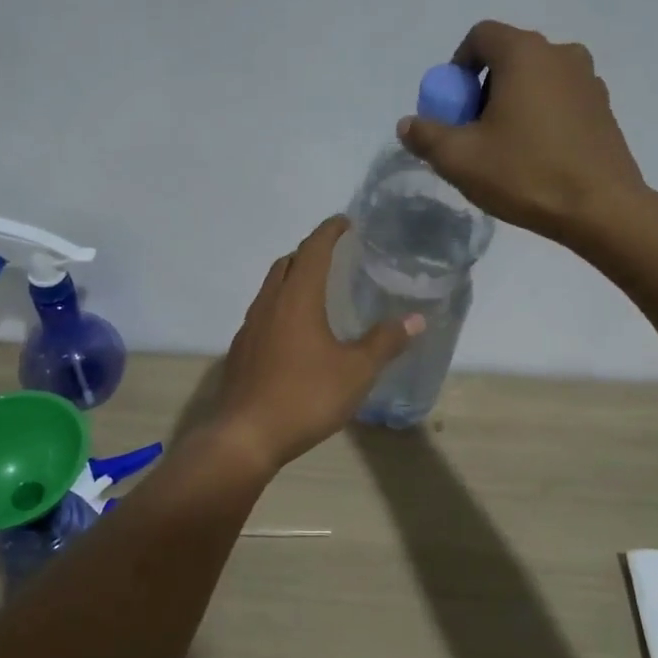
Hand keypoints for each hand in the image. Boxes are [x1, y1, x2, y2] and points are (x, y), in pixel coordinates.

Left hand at [211, 217, 421, 472]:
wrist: (245, 436)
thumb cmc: (305, 396)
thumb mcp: (356, 371)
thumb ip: (385, 342)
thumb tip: (417, 319)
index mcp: (297, 298)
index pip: (313, 249)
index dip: (330, 232)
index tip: (346, 222)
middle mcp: (268, 303)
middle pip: (287, 264)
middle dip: (310, 252)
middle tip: (336, 257)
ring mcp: (249, 327)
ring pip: (271, 288)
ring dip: (293, 280)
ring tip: (318, 292)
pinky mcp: (240, 350)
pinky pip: (263, 314)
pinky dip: (282, 307)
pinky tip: (296, 333)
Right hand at [399, 20, 648, 244]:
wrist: (601, 208)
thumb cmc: (525, 174)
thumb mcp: (460, 159)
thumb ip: (426, 136)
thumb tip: (408, 124)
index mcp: (524, 53)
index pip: (480, 36)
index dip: (457, 66)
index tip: (451, 106)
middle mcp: (561, 54)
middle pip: (508, 57)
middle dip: (482, 89)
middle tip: (472, 132)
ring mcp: (588, 80)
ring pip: (536, 80)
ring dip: (512, 103)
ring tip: (504, 147)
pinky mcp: (603, 108)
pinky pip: (560, 99)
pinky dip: (540, 116)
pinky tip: (535, 157)